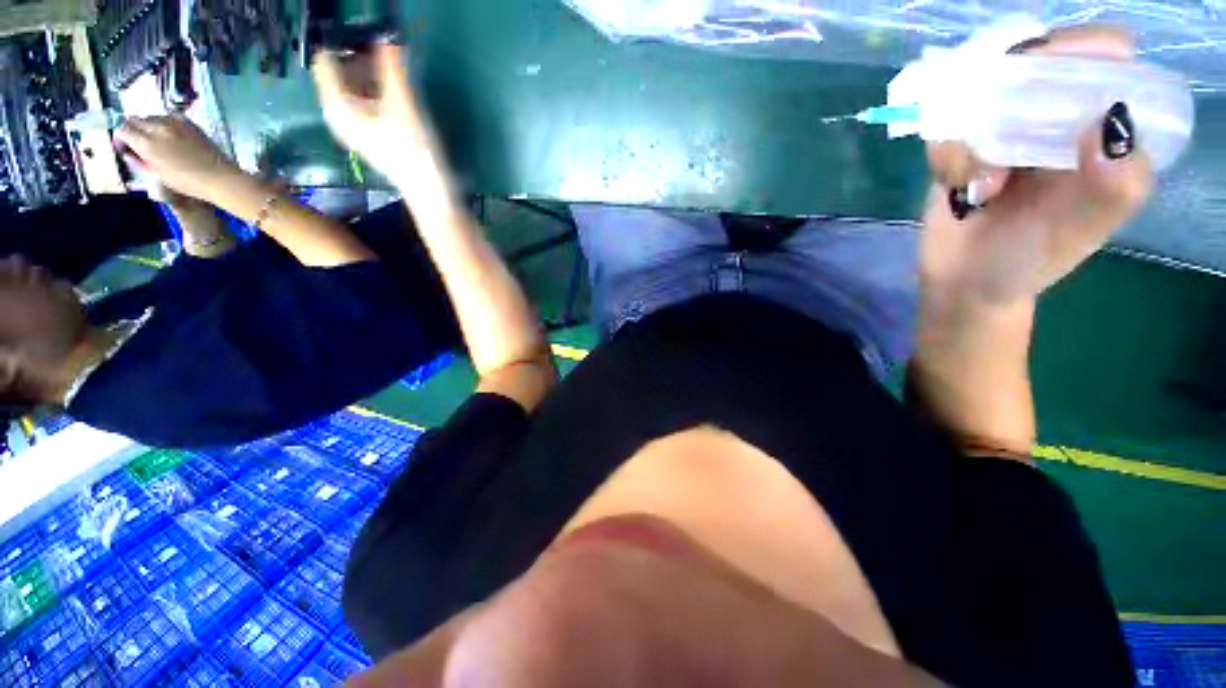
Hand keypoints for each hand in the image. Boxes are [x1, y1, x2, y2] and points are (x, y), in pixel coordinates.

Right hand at [113, 116, 243, 205]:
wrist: (219, 177)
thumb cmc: (187, 181)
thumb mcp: (157, 174)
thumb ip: (139, 160)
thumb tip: (127, 152)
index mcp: (147, 143)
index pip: (123, 129)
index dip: (120, 137)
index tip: (124, 147)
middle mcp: (158, 127)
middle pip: (135, 120)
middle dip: (133, 130)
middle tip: (138, 143)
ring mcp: (174, 122)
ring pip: (152, 117)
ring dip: (149, 126)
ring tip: (157, 141)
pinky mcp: (189, 122)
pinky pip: (169, 116)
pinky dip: (165, 123)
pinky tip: (171, 135)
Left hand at [312, 42, 444, 188]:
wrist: (429, 193)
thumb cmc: (414, 152)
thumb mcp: (404, 107)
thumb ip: (393, 70)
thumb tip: (388, 37)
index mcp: (337, 107)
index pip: (326, 61)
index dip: (344, 45)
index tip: (368, 39)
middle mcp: (338, 115)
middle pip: (339, 75)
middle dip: (359, 60)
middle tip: (385, 54)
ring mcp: (353, 128)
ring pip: (353, 89)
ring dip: (370, 76)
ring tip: (392, 71)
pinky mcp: (369, 136)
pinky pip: (363, 103)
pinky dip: (375, 93)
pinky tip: (393, 94)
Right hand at [921, 26, 1153, 309]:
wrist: (963, 282)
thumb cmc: (1031, 259)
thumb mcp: (1084, 229)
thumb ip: (1115, 184)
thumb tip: (1112, 119)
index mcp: (1102, 130)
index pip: (1108, 60)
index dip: (1085, 51)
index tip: (1055, 73)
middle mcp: (1057, 119)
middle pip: (1041, 61)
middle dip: (1017, 88)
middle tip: (1007, 130)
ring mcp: (1004, 130)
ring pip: (983, 95)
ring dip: (975, 135)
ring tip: (980, 185)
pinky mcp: (959, 146)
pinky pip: (945, 129)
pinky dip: (946, 156)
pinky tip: (956, 188)